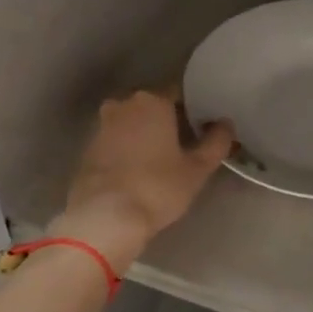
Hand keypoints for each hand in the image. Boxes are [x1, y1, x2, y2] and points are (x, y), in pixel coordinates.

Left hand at [56, 89, 233, 271]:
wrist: (105, 217)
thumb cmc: (158, 187)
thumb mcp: (197, 169)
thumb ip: (216, 142)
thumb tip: (225, 124)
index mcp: (153, 101)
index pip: (178, 94)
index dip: (192, 110)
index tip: (202, 129)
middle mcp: (124, 105)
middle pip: (152, 107)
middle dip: (167, 121)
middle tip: (183, 145)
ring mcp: (101, 126)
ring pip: (131, 123)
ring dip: (145, 135)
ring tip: (161, 160)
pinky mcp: (87, 148)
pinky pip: (115, 141)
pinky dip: (126, 149)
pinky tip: (137, 170)